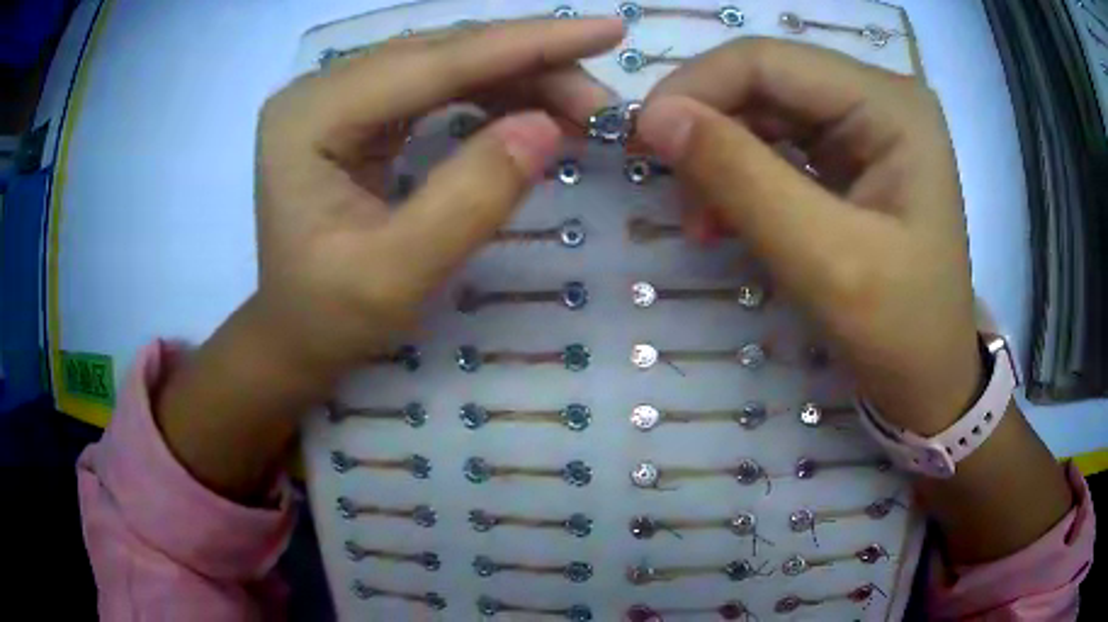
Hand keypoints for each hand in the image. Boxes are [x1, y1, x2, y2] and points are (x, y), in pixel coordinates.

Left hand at [155, 19, 624, 498]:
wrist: (294, 336)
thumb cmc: (329, 318)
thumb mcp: (396, 276)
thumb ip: (469, 199)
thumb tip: (547, 127)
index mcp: (310, 117)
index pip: (432, 62)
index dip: (527, 43)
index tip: (608, 30)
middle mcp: (321, 90)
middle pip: (443, 52)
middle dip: (532, 65)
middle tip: (603, 101)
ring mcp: (338, 97)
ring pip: (446, 62)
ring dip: (519, 77)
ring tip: (580, 109)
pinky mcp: (358, 113)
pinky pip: (437, 85)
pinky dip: (493, 93)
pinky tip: (532, 108)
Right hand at [637, 38, 1071, 564]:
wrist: (930, 380)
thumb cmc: (900, 332)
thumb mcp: (825, 260)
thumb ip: (741, 178)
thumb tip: (653, 118)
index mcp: (891, 106)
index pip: (769, 61)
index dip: (695, 88)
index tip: (642, 142)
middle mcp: (878, 98)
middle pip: (764, 80)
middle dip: (706, 127)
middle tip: (669, 189)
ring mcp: (865, 125)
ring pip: (763, 111)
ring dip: (718, 157)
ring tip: (700, 220)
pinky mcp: (851, 156)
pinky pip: (777, 143)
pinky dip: (739, 177)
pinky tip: (724, 217)